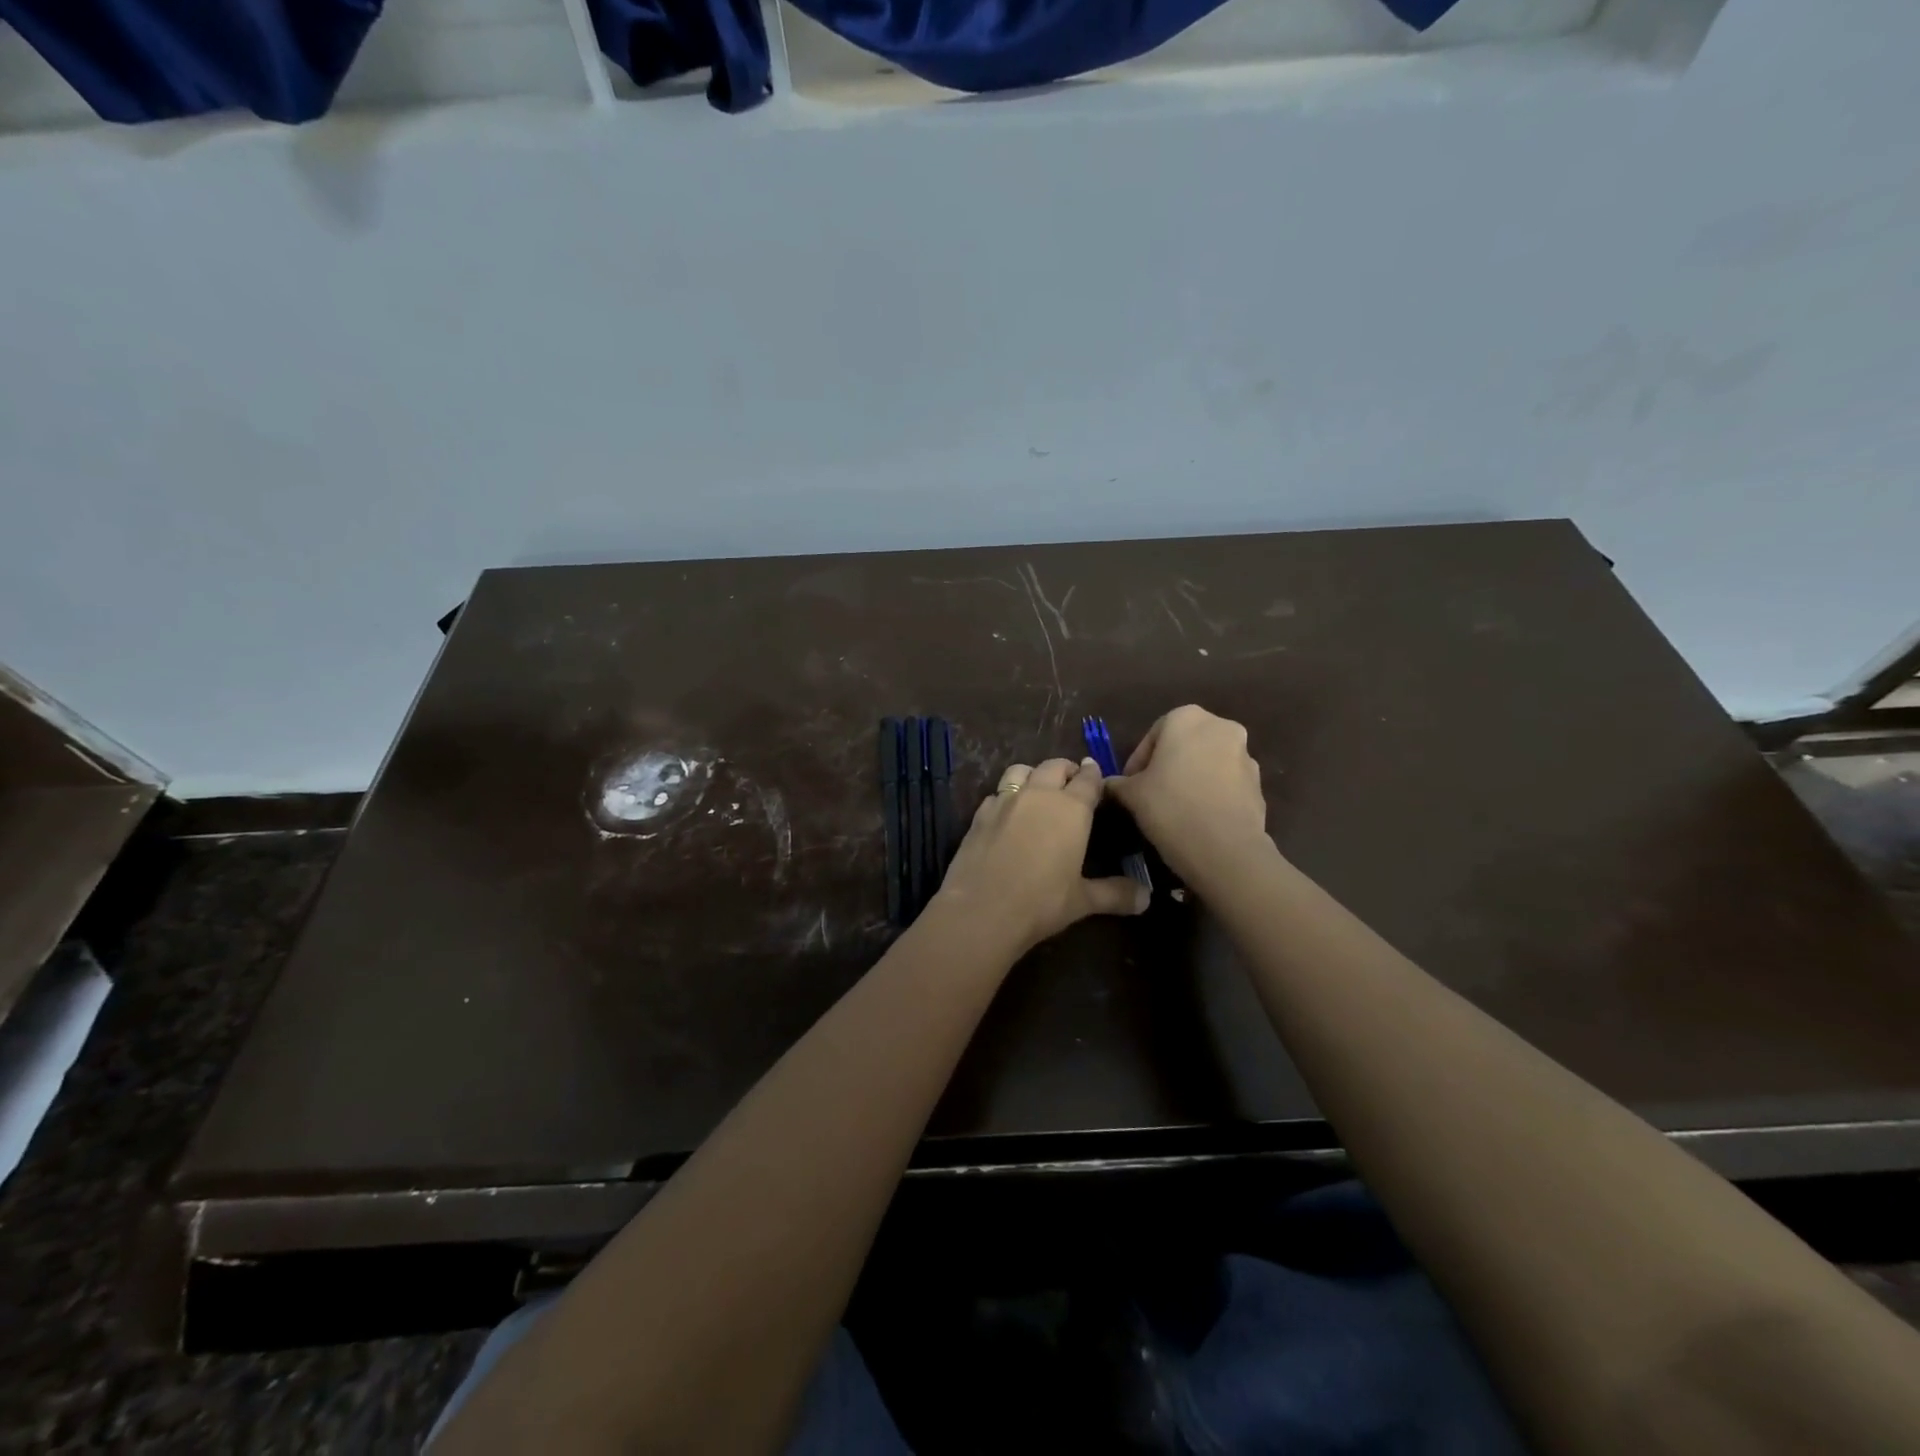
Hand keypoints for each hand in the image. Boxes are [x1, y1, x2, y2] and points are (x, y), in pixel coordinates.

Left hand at [935, 757, 1150, 954]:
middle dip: (1066, 770)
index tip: (1097, 774)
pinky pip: (997, 794)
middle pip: (1054, 766)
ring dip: (1033, 774)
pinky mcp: (979, 814)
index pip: (1088, 779)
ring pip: (1021, 770)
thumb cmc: (1041, 902)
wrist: (982, 909)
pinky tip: (1007, 814)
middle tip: (1072, 782)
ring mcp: (1005, 801)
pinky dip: (1006, 797)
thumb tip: (1147, 898)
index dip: (1094, 775)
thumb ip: (1115, 894)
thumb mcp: (1083, 901)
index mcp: (1071, 809)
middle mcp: (1039, 795)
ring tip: (1038, 789)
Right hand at [1106, 705, 1268, 879]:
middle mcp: (1221, 727)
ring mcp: (1245, 756)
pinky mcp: (1258, 785)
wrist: (1225, 849)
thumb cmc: (1170, 807)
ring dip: (1190, 779)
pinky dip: (1211, 794)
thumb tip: (1108, 784)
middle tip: (1149, 794)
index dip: (1137, 762)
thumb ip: (1117, 783)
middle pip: (1184, 745)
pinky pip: (1226, 785)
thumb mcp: (1131, 794)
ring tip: (1174, 809)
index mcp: (1187, 718)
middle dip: (1167, 767)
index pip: (1152, 736)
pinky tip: (1197, 819)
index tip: (1129, 786)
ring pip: (1207, 763)